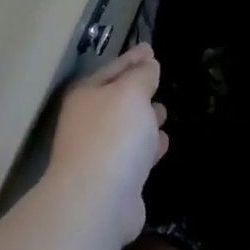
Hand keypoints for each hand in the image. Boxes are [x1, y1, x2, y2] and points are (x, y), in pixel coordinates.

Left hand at [47, 43, 167, 243]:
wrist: (98, 200)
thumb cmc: (113, 136)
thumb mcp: (131, 93)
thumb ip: (141, 76)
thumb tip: (148, 64)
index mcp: (87, 95)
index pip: (113, 68)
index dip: (132, 58)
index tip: (150, 48)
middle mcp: (89, 121)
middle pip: (117, 98)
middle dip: (137, 89)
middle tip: (158, 79)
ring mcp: (100, 151)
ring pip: (127, 128)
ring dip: (144, 119)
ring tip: (163, 111)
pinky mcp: (115, 179)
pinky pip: (134, 154)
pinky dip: (148, 147)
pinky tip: (163, 142)